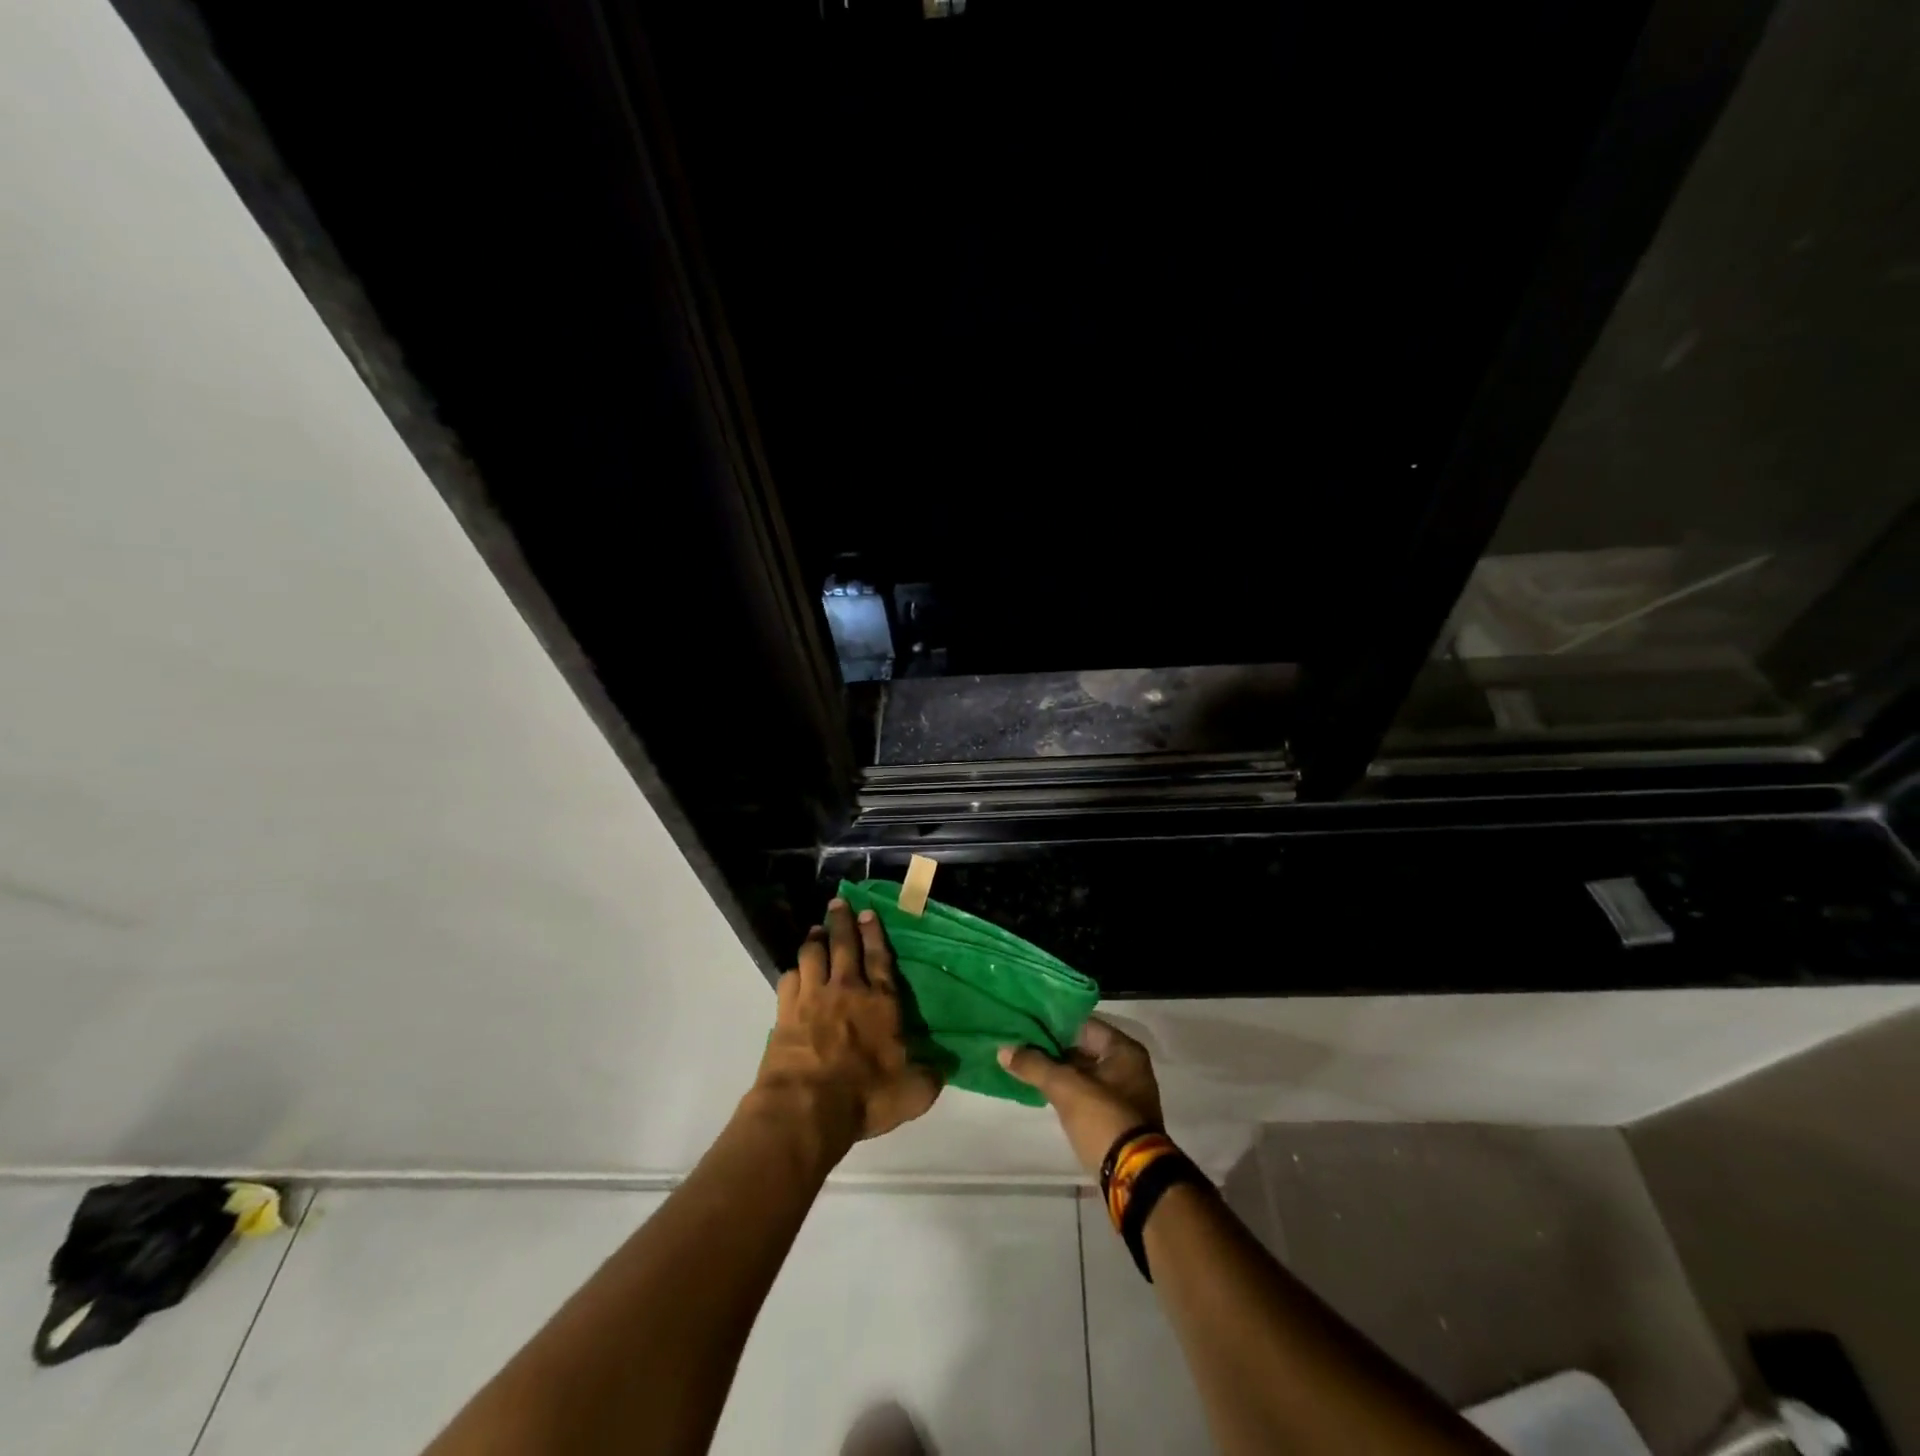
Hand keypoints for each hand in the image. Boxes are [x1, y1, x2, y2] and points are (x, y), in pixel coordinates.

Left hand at [749, 899, 941, 1159]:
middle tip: (838, 903)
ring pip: (812, 954)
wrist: (806, 1108)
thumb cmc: (865, 1097)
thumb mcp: (912, 1093)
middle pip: (843, 945)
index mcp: (880, 1002)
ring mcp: (812, 997)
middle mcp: (846, 990)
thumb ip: (929, 1077)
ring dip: (815, 939)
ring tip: (816, 930)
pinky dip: (793, 971)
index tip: (867, 912)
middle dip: (842, 921)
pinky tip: (794, 971)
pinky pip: (788, 978)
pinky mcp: (785, 1011)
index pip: (879, 958)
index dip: (874, 933)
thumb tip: (944, 1068)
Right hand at [999, 1018, 1163, 1176]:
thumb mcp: (1066, 1088)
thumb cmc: (1103, 1119)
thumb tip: (1003, 1050)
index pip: (1083, 1024)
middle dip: (1052, 1048)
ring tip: (1024, 1063)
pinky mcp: (1116, 1118)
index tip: (1025, 1023)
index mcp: (1124, 1050)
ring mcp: (1124, 1093)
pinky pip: (1086, 1093)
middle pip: (1083, 1048)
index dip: (1053, 1023)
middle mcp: (1129, 1066)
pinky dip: (1066, 1090)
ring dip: (1058, 1070)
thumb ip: (1034, 1065)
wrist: (1133, 1178)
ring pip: (1083, 1072)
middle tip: (1019, 1043)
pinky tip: (1040, 1088)